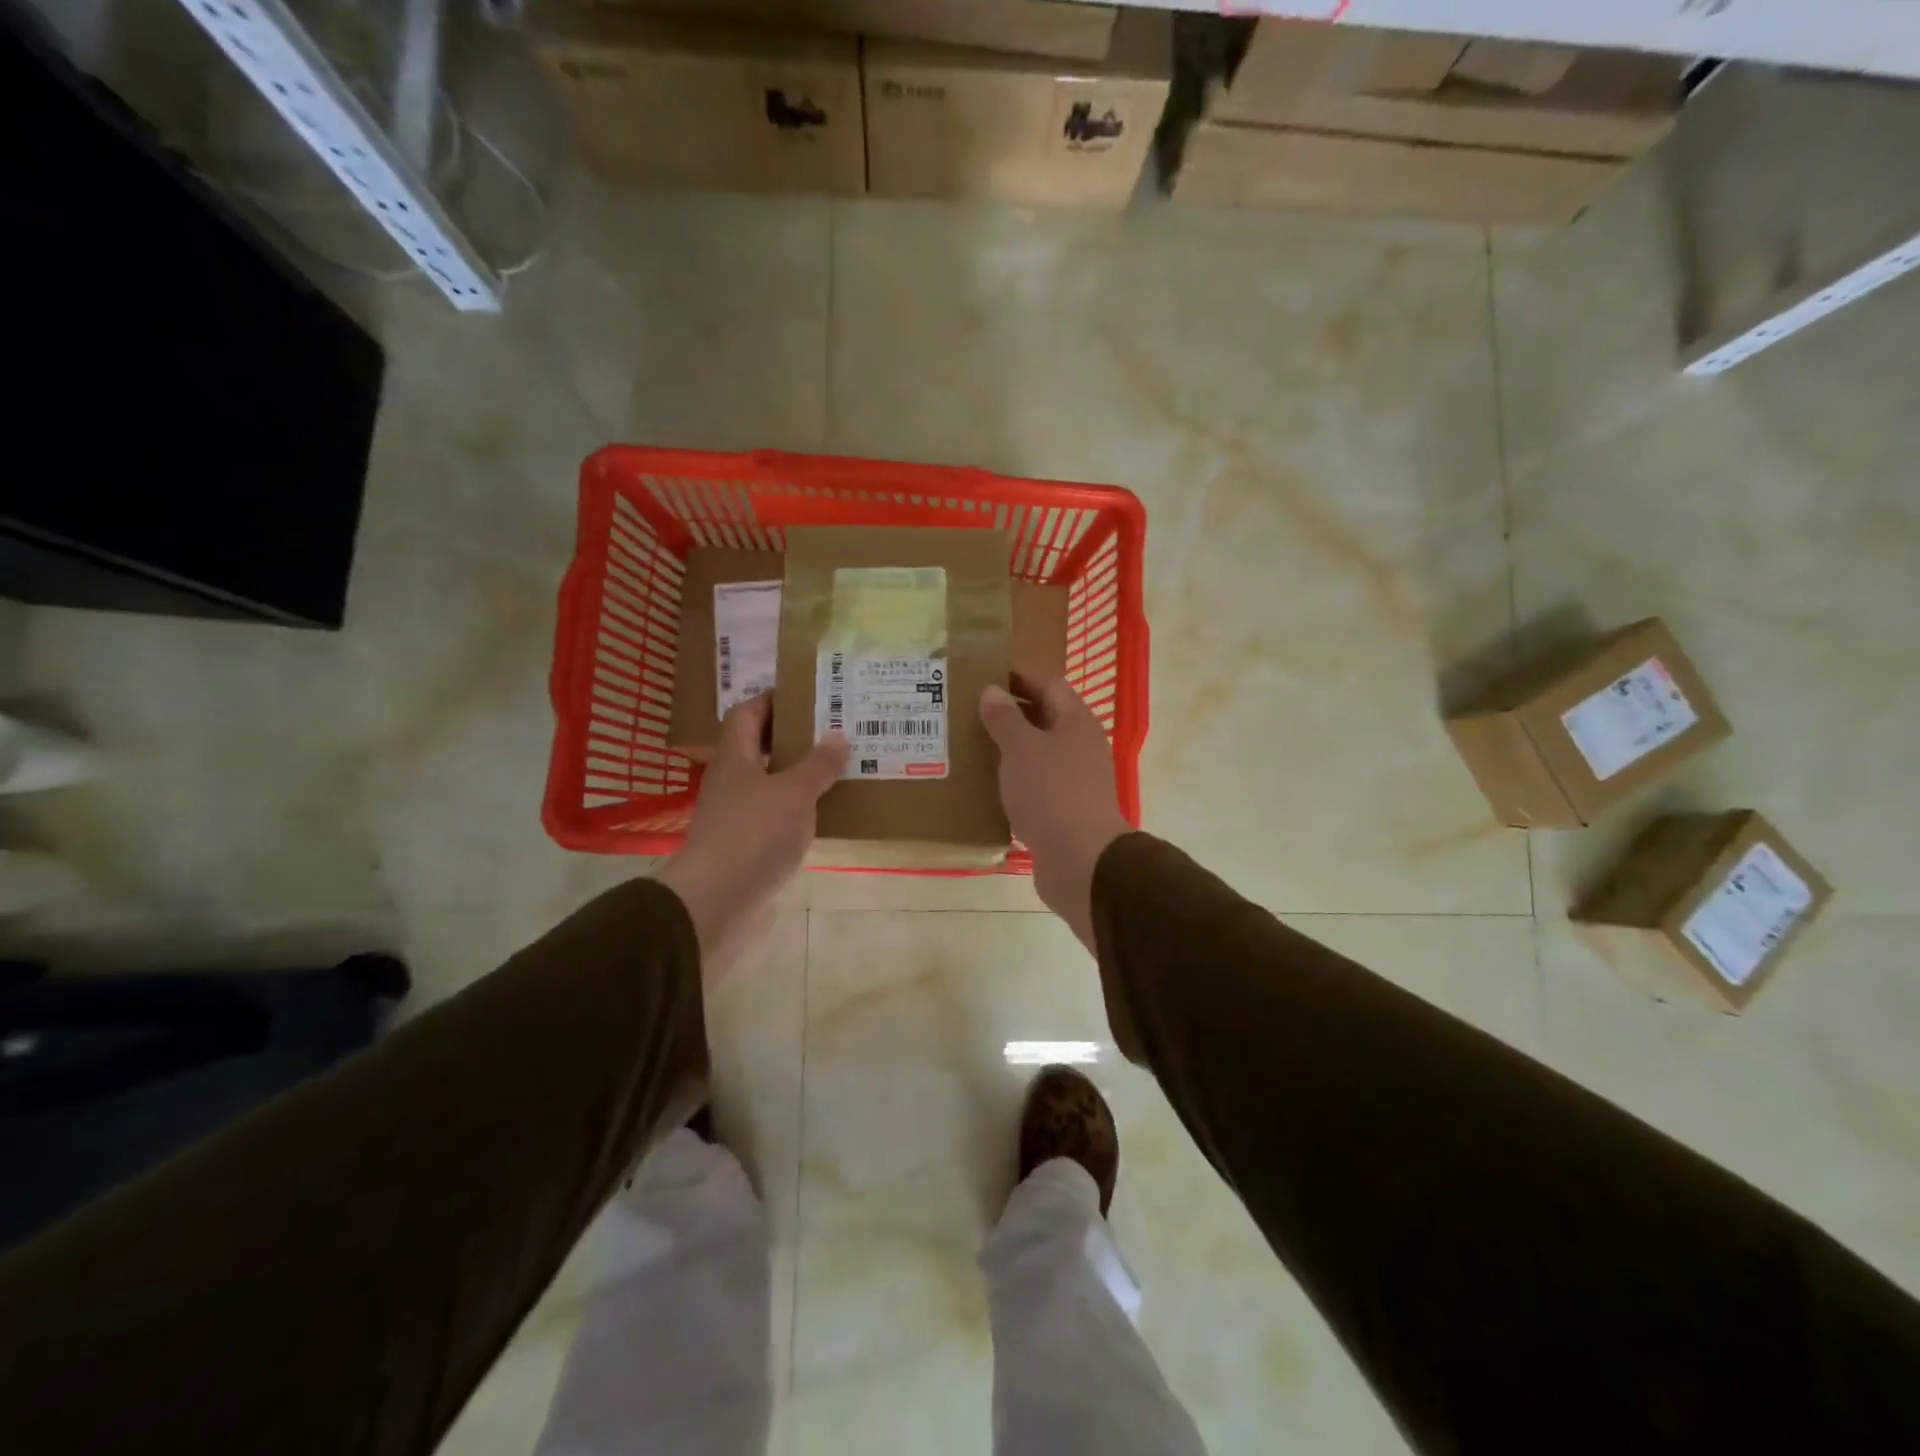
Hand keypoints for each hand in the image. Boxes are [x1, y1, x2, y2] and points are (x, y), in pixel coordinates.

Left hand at [656, 694, 846, 979]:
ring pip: (770, 784)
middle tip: (833, 730)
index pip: (747, 714)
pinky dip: (798, 810)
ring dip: (799, 775)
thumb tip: (837, 736)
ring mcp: (737, 816)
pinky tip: (826, 812)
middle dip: (792, 738)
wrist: (717, 901)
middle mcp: (731, 782)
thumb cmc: (754, 834)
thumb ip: (817, 765)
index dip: (772, 700)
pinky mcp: (747, 846)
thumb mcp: (794, 793)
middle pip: (758, 748)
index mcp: (734, 758)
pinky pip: (776, 817)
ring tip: (838, 767)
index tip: (806, 694)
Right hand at [978, 676, 1131, 951]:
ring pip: (1037, 754)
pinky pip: (1034, 786)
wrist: (1080, 860)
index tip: (983, 677)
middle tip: (967, 713)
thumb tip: (992, 691)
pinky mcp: (1063, 811)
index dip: (1018, 678)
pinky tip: (984, 787)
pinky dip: (1012, 782)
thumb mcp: (1021, 748)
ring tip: (968, 747)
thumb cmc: (1051, 792)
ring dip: (1007, 750)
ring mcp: (1074, 781)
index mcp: (1075, 722)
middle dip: (1008, 715)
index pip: (1048, 685)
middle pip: (1043, 719)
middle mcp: (1079, 746)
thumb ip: (1005, 718)